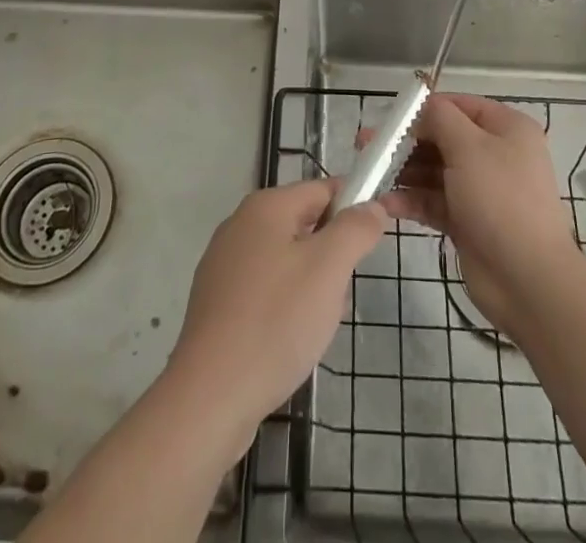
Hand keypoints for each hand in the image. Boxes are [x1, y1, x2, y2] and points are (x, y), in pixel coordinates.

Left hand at [165, 177, 385, 436]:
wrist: (211, 396)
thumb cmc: (276, 320)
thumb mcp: (329, 268)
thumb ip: (355, 229)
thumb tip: (372, 206)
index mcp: (265, 206)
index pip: (322, 189)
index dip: (354, 207)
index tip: (374, 241)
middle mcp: (240, 225)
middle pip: (305, 225)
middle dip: (332, 257)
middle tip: (340, 296)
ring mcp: (224, 265)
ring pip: (287, 262)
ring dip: (311, 287)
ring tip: (315, 327)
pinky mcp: (217, 303)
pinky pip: (266, 291)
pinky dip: (285, 309)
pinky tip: (289, 343)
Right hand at [382, 92, 582, 336]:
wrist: (528, 280)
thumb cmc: (501, 200)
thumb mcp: (469, 148)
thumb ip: (440, 119)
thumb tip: (421, 104)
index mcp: (506, 129)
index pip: (459, 106)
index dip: (424, 108)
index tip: (389, 115)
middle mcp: (495, 154)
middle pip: (442, 138)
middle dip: (405, 141)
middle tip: (366, 144)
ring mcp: (480, 189)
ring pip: (434, 171)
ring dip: (403, 171)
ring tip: (369, 172)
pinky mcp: (467, 220)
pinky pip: (434, 201)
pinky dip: (411, 200)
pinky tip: (386, 204)